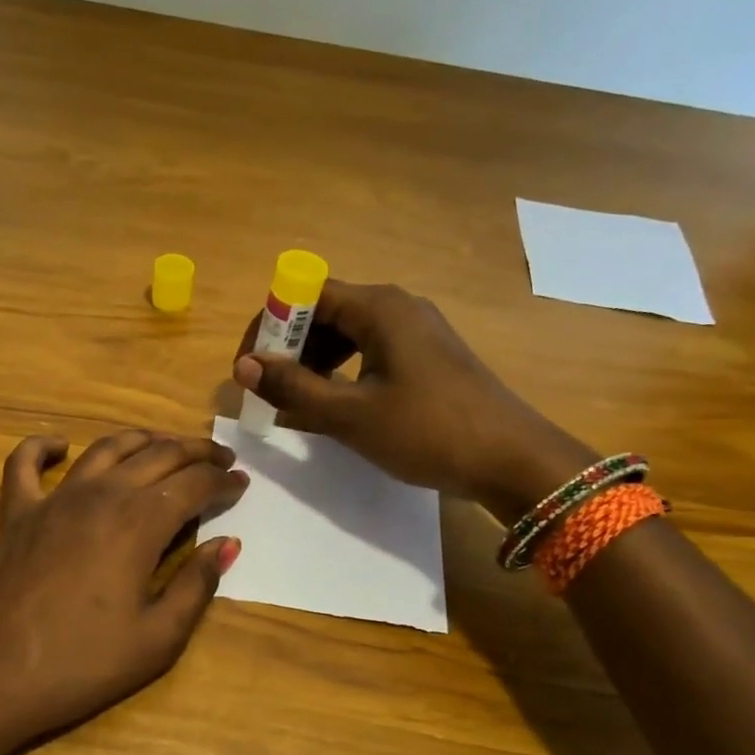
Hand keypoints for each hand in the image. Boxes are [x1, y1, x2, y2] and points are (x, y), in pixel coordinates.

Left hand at [0, 430, 246, 754]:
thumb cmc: (80, 664)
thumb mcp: (157, 639)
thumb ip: (196, 585)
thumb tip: (227, 544)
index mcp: (139, 522)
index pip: (193, 485)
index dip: (222, 482)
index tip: (242, 483)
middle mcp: (100, 495)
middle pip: (157, 455)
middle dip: (195, 453)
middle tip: (219, 459)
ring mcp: (53, 499)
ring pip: (105, 449)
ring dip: (142, 440)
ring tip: (165, 445)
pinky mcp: (15, 513)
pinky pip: (24, 464)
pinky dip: (42, 447)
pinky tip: (59, 445)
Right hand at [232, 280, 593, 516]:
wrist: (510, 459)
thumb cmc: (427, 431)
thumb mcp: (350, 414)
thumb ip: (293, 389)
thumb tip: (243, 367)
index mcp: (379, 308)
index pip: (306, 295)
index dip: (269, 326)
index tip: (248, 368)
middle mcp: (398, 308)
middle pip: (326, 312)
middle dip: (290, 348)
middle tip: (268, 392)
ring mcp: (416, 333)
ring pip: (348, 335)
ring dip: (314, 365)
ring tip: (295, 404)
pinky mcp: (427, 359)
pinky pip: (370, 354)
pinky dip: (342, 375)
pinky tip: (333, 407)